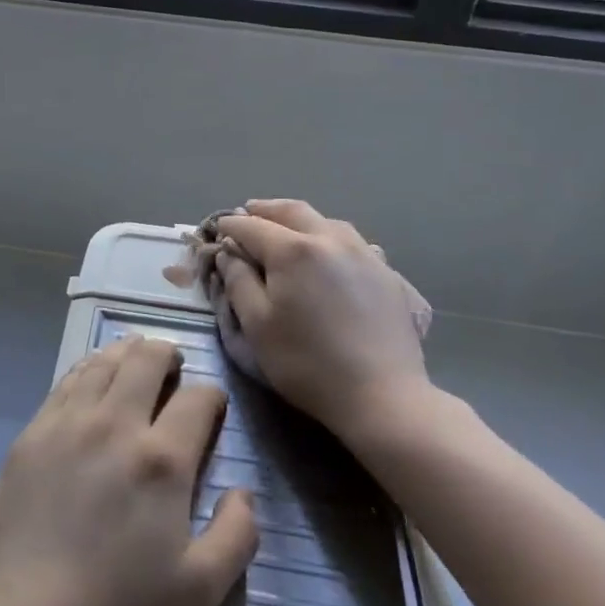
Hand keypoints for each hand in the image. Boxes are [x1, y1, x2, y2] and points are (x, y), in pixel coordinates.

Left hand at [0, 336, 258, 605]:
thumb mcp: (198, 594)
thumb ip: (235, 537)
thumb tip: (243, 493)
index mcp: (161, 460)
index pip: (197, 399)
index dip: (212, 396)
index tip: (213, 407)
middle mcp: (115, 425)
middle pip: (145, 361)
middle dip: (167, 354)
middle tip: (174, 365)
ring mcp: (67, 424)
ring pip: (103, 363)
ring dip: (126, 352)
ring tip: (135, 356)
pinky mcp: (31, 434)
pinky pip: (66, 381)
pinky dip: (87, 368)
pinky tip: (91, 376)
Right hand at [215, 199, 437, 450]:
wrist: (382, 396)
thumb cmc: (307, 363)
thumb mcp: (257, 325)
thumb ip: (238, 281)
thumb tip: (228, 253)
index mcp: (293, 250)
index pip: (252, 226)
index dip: (231, 225)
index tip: (217, 228)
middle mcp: (330, 239)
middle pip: (293, 211)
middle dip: (266, 209)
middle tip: (248, 211)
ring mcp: (364, 253)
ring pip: (327, 221)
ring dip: (300, 220)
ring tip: (287, 228)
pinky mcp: (387, 273)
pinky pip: (353, 242)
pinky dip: (331, 238)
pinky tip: (330, 252)